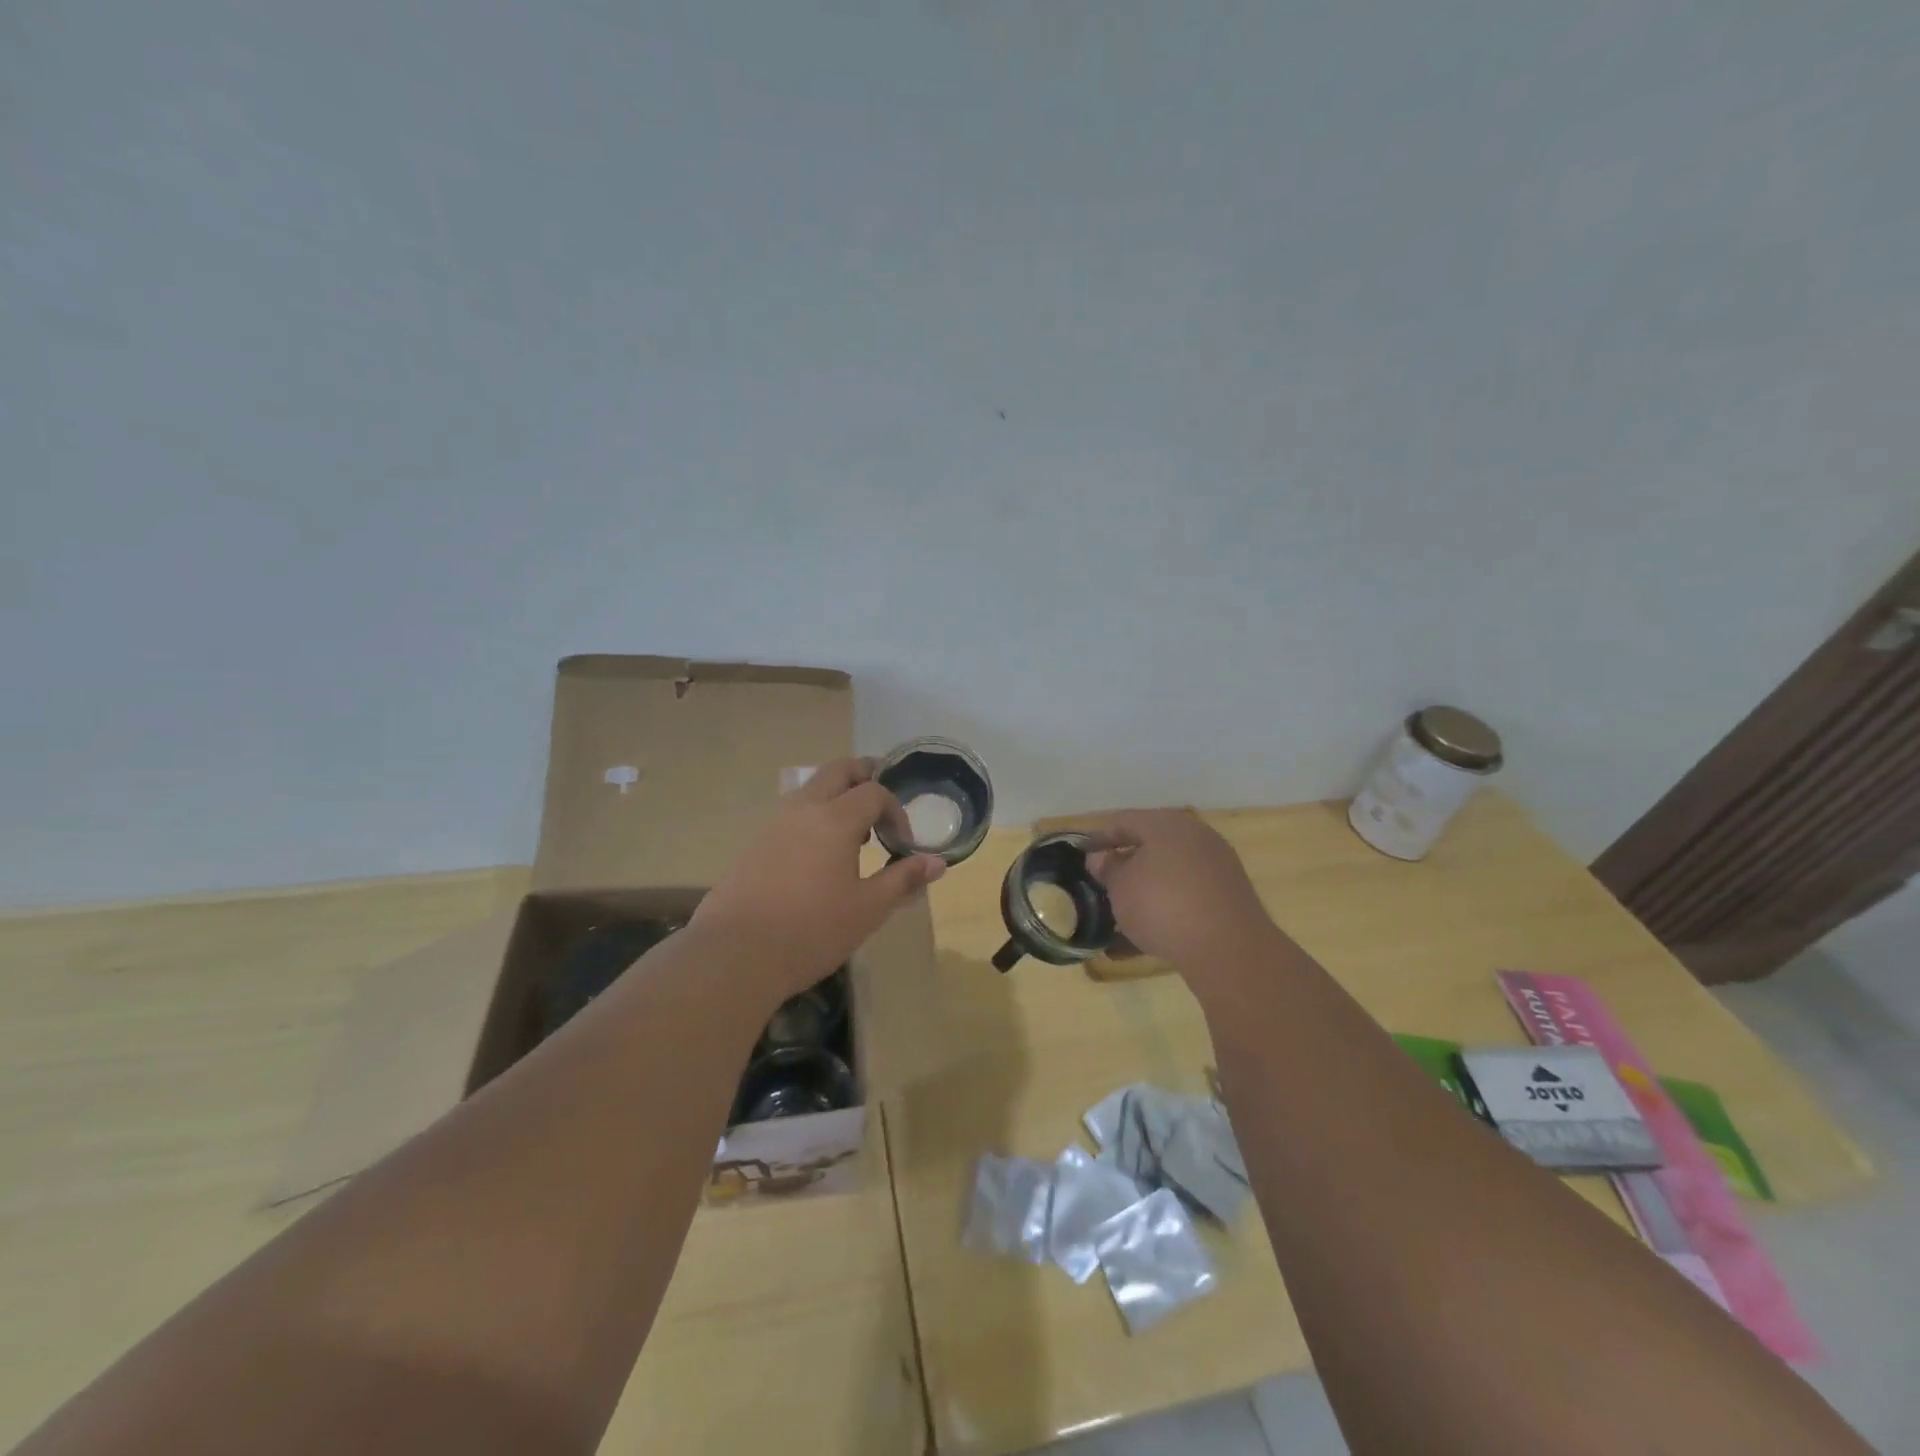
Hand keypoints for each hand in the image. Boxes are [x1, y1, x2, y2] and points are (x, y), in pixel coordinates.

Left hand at [692, 757, 945, 1008]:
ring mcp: (773, 824)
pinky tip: (819, 858)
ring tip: (854, 835)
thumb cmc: (811, 931)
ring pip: (811, 789)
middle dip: (866, 776)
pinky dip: (814, 817)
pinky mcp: (754, 844)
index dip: (896, 810)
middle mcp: (803, 809)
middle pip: (838, 771)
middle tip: (882, 801)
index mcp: (835, 819)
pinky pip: (792, 814)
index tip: (902, 843)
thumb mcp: (868, 909)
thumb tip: (937, 863)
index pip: (874, 791)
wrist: (734, 955)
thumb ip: (903, 880)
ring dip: (838, 797)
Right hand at [1081, 810, 1278, 985]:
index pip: (1124, 821)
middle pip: (1151, 842)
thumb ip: (1107, 868)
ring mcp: (1217, 863)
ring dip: (1148, 885)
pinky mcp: (1230, 893)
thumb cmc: (1162, 906)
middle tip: (1105, 880)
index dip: (1099, 838)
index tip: (1082, 855)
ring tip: (1126, 908)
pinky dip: (1169, 904)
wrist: (1228, 948)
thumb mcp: (1121, 887)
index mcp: (1166, 823)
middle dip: (1127, 860)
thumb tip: (1102, 858)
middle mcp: (1195, 835)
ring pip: (1171, 869)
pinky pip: (1189, 892)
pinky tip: (1153, 929)